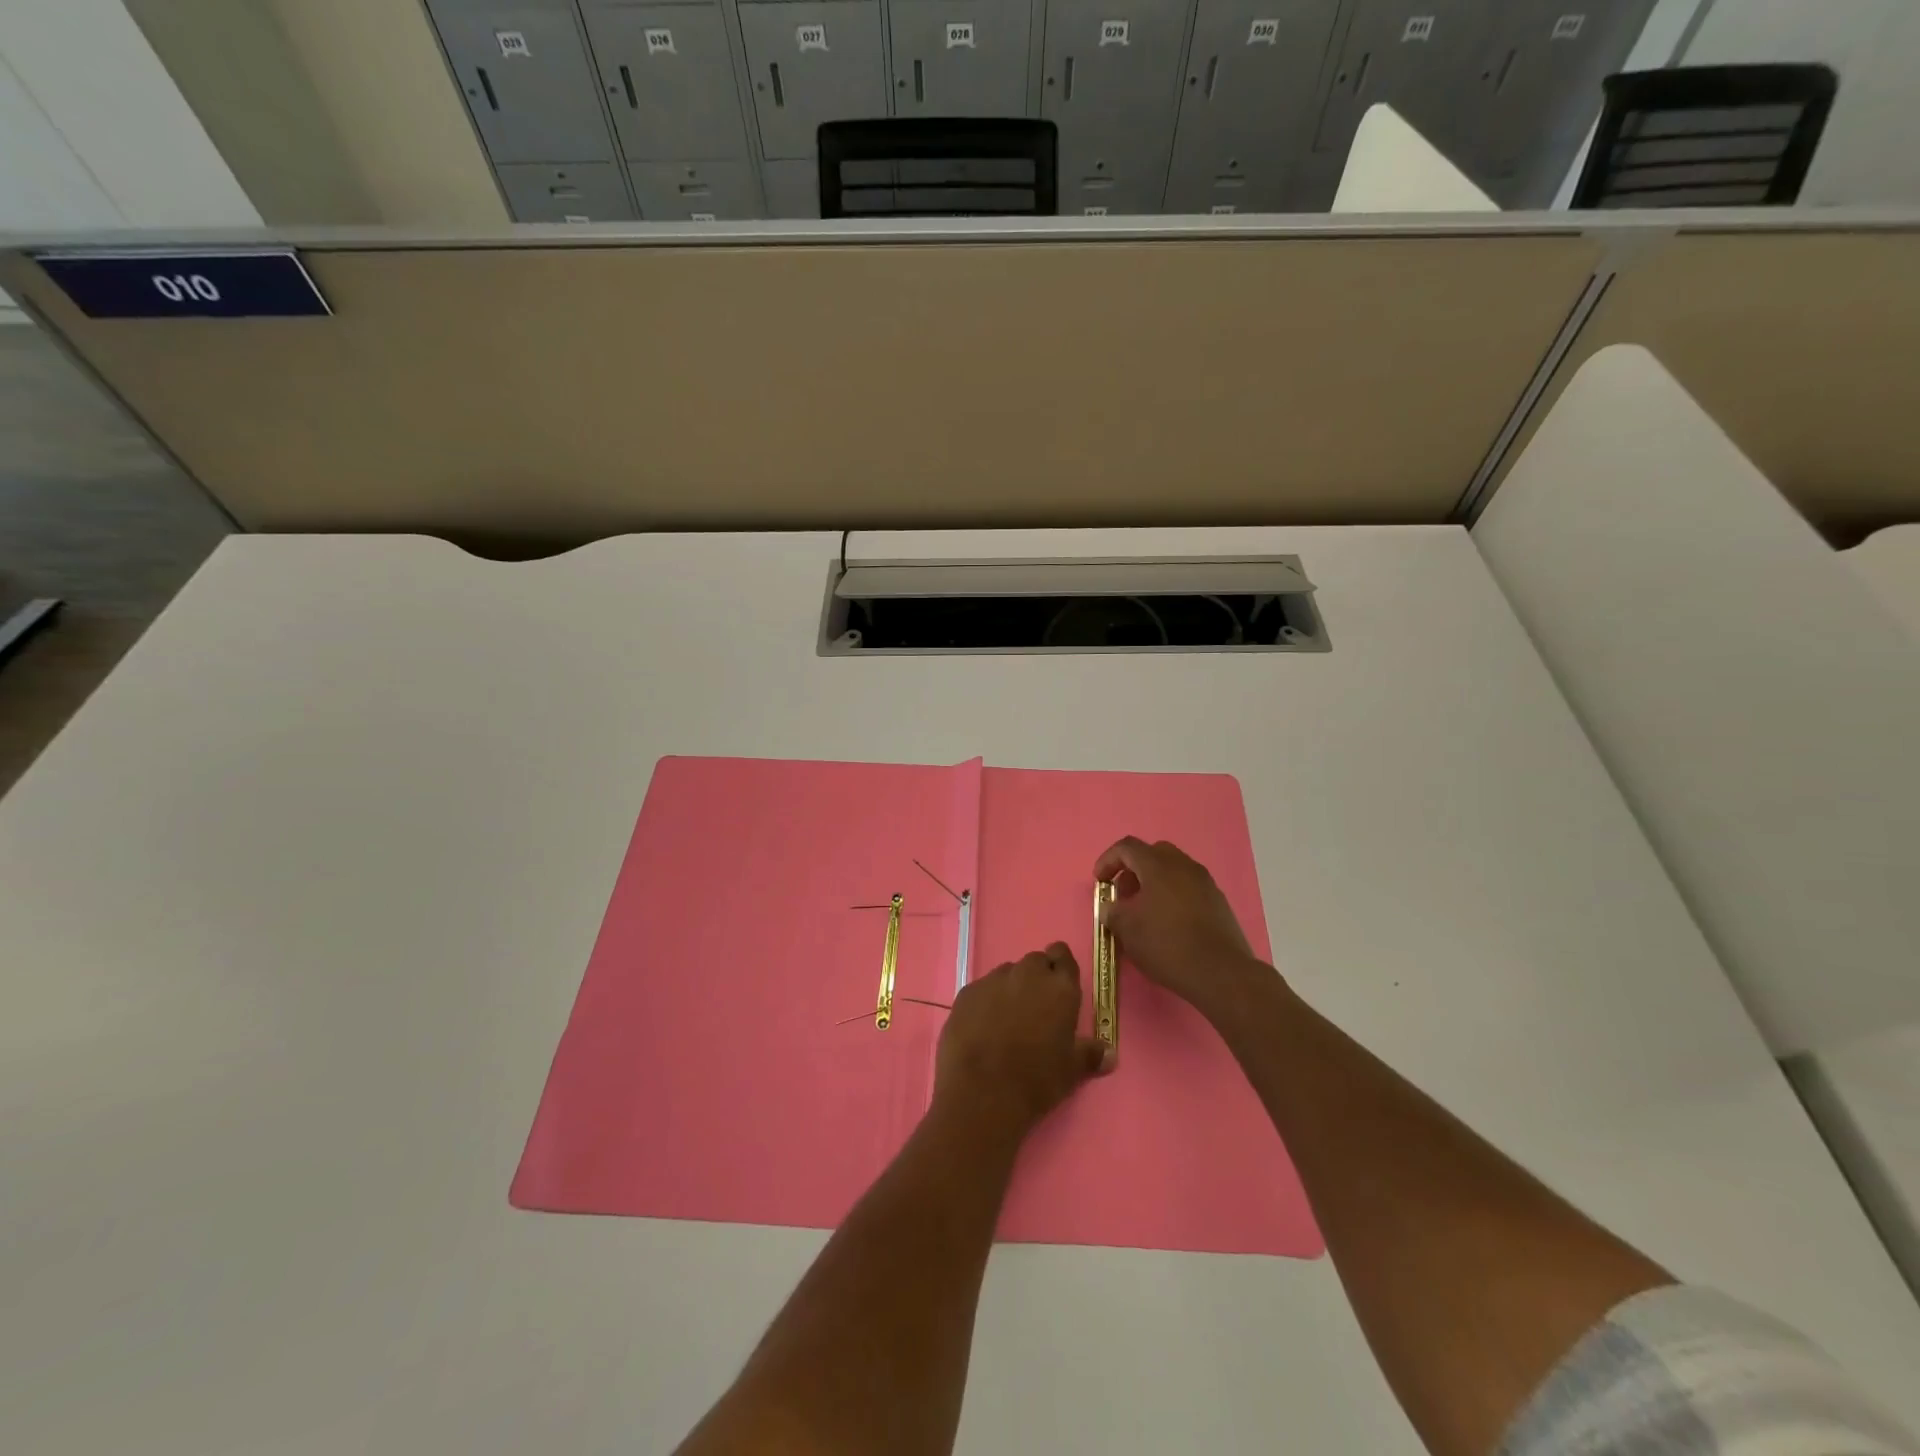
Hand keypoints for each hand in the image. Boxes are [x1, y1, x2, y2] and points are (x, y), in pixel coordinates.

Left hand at [933, 943, 1109, 1134]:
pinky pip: (981, 990)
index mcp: (1059, 987)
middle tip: (1036, 1009)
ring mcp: (993, 981)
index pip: (1063, 955)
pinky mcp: (966, 993)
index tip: (1058, 985)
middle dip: (1036, 978)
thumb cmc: (1036, 1080)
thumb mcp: (1072, 1071)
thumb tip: (1110, 1053)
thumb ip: (1091, 1054)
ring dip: (1010, 989)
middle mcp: (1027, 974)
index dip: (1060, 967)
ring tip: (1007, 1021)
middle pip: (1034, 962)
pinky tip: (982, 1028)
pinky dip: (985, 1002)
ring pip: (1006, 974)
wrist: (982, 1094)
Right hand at [1094, 837, 1269, 1018]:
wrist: (1220, 972)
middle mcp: (1183, 866)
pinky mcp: (1218, 901)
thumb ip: (1113, 912)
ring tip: (1144, 910)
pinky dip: (1173, 894)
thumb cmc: (1167, 945)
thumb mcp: (1128, 930)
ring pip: (1173, 869)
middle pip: (1153, 853)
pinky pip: (1188, 886)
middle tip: (1124, 893)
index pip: (1127, 847)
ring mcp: (1205, 882)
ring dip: (1154, 882)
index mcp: (1158, 865)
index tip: (1099, 882)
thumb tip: (1111, 908)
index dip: (1108, 860)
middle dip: (1133, 869)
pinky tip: (1168, 922)